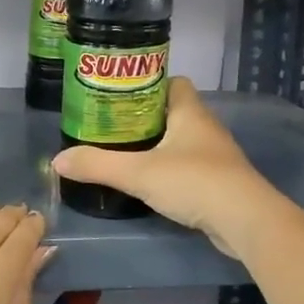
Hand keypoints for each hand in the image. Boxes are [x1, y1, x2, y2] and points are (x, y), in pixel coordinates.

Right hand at [49, 78, 273, 257]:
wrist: (245, 221)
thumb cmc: (194, 182)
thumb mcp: (138, 172)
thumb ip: (97, 165)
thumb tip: (58, 160)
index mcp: (190, 112)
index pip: (173, 82)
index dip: (148, 84)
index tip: (120, 95)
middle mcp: (205, 128)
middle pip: (173, 112)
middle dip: (145, 117)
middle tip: (112, 127)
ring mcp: (215, 156)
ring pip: (181, 141)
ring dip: (158, 145)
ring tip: (125, 154)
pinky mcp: (219, 182)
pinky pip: (189, 167)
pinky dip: (170, 170)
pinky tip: (151, 183)